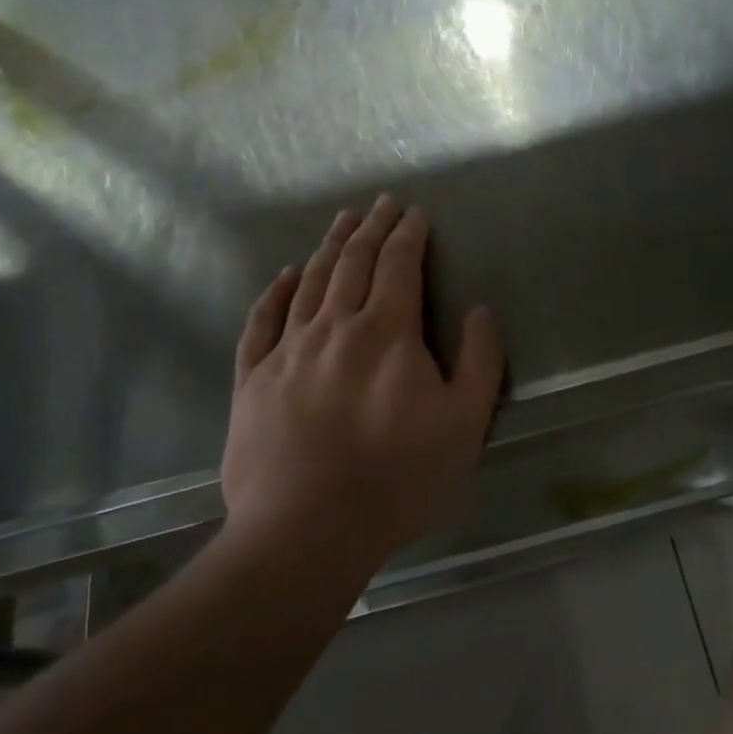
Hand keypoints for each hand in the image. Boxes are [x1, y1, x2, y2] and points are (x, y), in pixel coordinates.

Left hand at [221, 196, 503, 568]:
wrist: (306, 529)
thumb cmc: (397, 479)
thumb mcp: (464, 425)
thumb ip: (479, 362)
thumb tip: (479, 311)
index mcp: (386, 333)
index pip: (399, 266)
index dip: (408, 235)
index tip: (414, 213)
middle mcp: (334, 327)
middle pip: (353, 263)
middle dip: (371, 228)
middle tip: (380, 204)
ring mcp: (287, 350)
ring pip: (310, 282)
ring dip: (330, 247)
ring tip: (342, 221)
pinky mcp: (253, 379)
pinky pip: (262, 322)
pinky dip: (275, 293)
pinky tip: (285, 276)